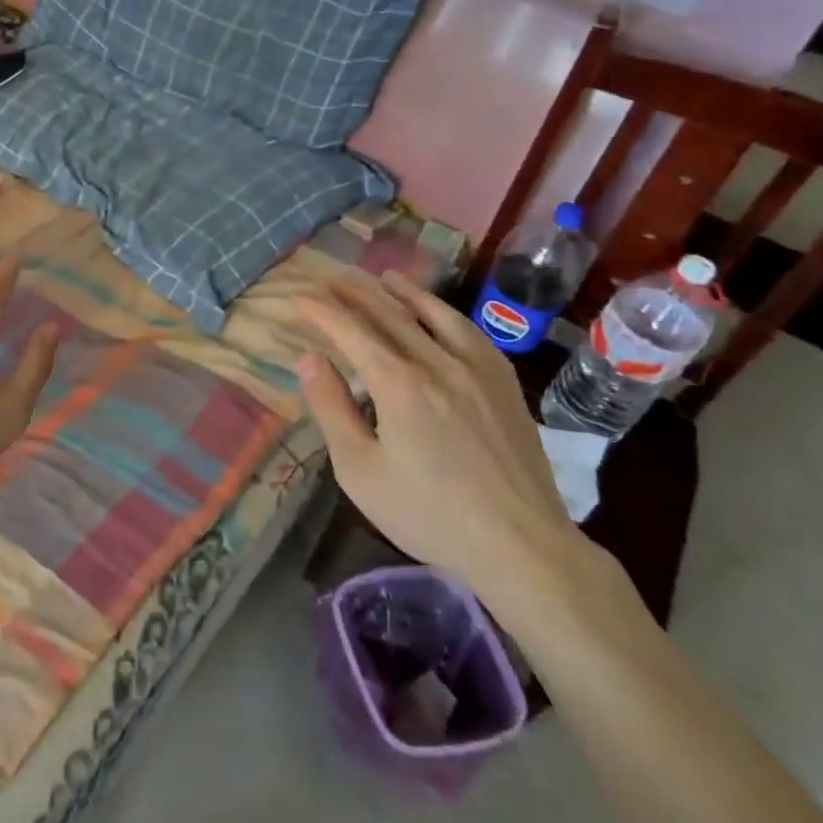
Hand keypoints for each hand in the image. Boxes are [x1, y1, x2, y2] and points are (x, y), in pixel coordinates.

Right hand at [296, 270, 574, 596]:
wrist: (522, 545)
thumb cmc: (429, 513)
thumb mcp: (360, 470)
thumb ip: (332, 408)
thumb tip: (309, 359)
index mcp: (398, 384)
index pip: (351, 332)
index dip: (322, 313)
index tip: (300, 299)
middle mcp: (437, 363)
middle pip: (390, 315)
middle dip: (357, 295)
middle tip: (333, 280)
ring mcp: (477, 369)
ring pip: (434, 315)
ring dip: (405, 293)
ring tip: (385, 277)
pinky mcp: (505, 384)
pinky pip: (471, 333)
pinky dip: (447, 314)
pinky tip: (441, 314)